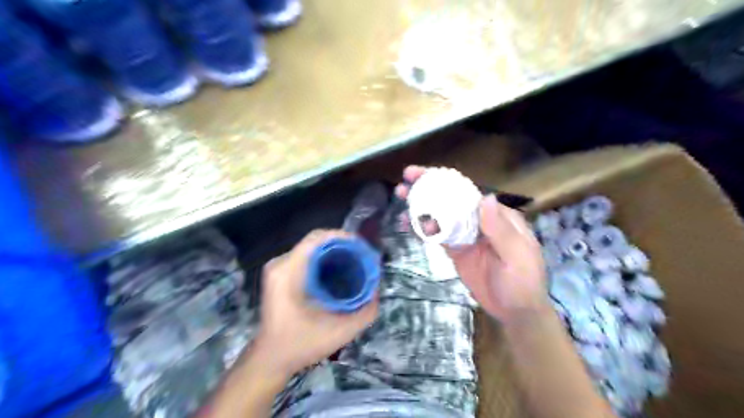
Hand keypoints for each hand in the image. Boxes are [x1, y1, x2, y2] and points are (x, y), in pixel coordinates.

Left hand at [251, 231, 377, 376]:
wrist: (270, 360)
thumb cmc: (301, 345)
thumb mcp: (339, 332)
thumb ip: (364, 312)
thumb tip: (376, 290)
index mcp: (289, 271)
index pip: (317, 238)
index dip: (343, 237)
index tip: (363, 247)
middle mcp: (280, 264)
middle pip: (315, 241)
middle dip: (341, 245)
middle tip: (362, 257)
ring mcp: (278, 268)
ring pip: (311, 248)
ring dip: (333, 251)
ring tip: (354, 262)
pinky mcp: (279, 274)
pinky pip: (305, 257)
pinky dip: (324, 259)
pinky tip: (337, 271)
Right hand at [399, 167, 547, 323]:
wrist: (516, 312)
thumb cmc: (523, 282)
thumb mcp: (517, 256)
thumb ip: (501, 230)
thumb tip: (485, 198)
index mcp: (497, 216)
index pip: (468, 192)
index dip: (445, 181)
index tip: (423, 174)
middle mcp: (479, 222)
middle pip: (450, 200)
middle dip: (427, 189)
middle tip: (403, 185)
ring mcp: (465, 236)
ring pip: (440, 217)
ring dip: (420, 207)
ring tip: (399, 199)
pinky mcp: (456, 251)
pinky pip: (437, 237)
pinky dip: (421, 230)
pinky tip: (405, 225)